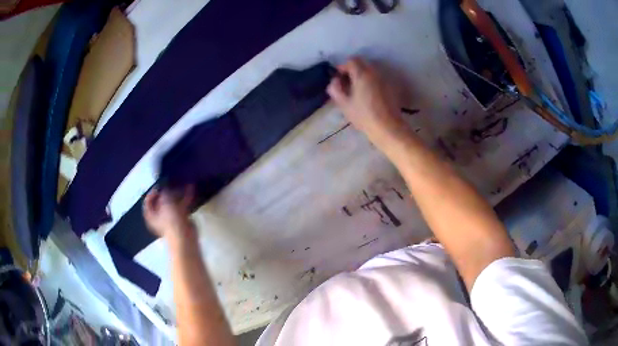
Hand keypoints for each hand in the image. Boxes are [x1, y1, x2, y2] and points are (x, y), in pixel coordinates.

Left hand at [143, 186, 194, 240]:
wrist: (184, 236)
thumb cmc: (171, 221)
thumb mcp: (165, 202)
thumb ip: (165, 193)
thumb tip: (166, 189)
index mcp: (151, 215)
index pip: (147, 202)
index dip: (152, 193)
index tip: (159, 186)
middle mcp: (159, 217)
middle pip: (160, 202)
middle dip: (166, 193)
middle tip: (171, 184)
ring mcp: (170, 219)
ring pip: (172, 204)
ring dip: (177, 194)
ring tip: (182, 184)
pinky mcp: (181, 219)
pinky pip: (182, 206)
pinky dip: (185, 198)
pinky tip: (190, 189)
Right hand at [327, 58, 409, 148]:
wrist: (388, 127)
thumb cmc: (364, 116)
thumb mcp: (344, 104)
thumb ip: (335, 89)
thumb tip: (334, 81)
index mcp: (362, 74)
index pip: (352, 61)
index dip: (343, 67)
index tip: (339, 78)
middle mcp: (375, 73)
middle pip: (362, 64)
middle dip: (352, 70)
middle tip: (346, 84)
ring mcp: (384, 79)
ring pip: (371, 71)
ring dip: (362, 76)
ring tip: (357, 91)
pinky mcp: (391, 87)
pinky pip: (377, 79)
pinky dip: (370, 82)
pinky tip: (368, 96)